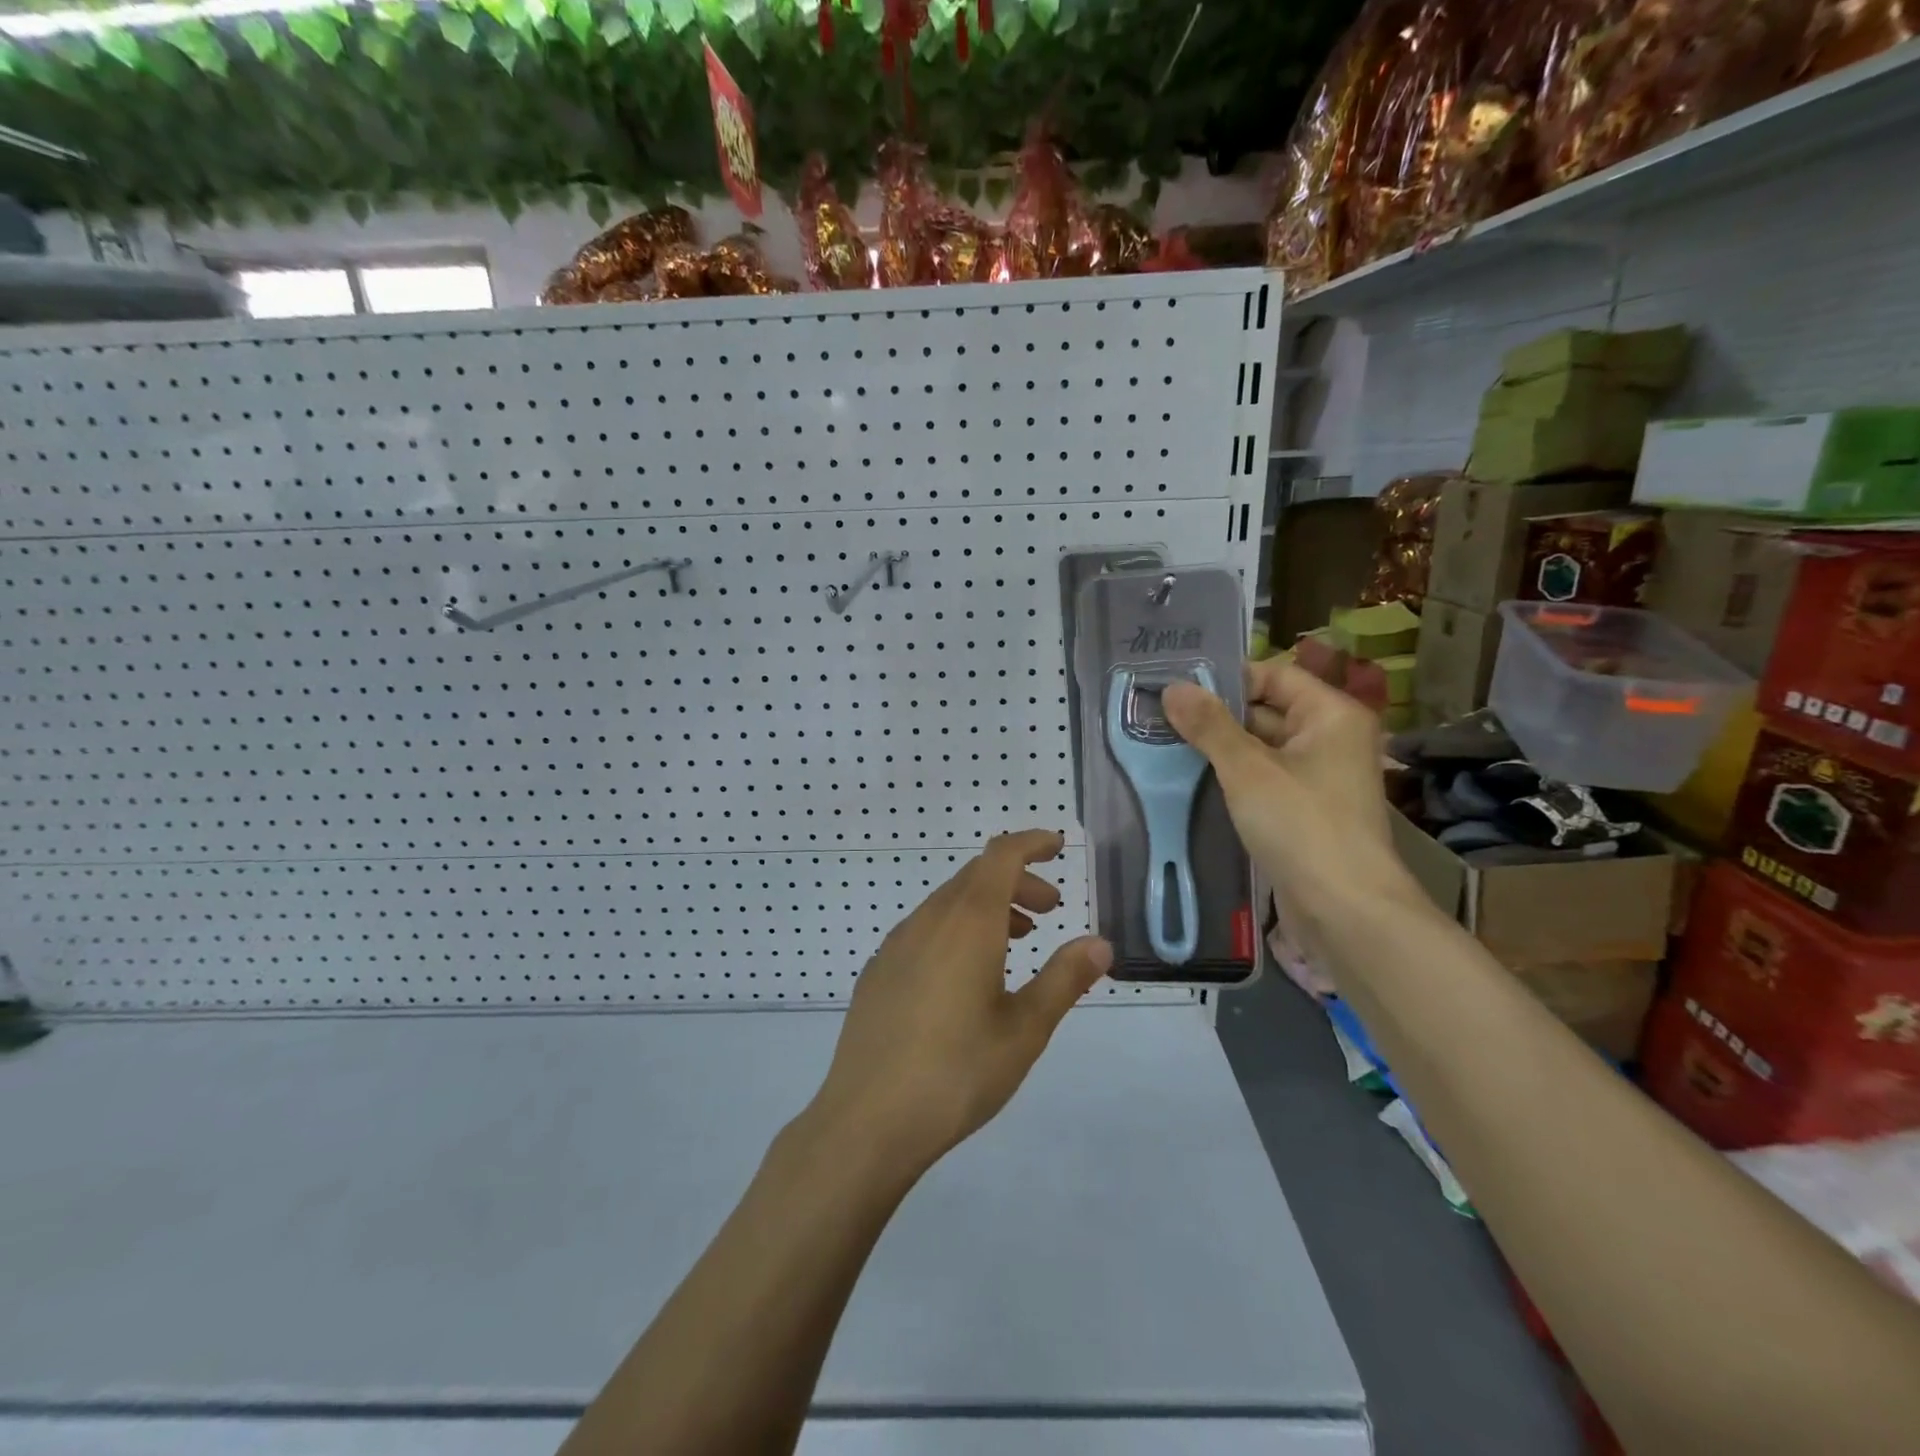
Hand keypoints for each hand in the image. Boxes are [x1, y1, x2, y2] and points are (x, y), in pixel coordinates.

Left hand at [802, 830, 1112, 1182]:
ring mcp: (896, 944)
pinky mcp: (878, 971)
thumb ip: (1064, 979)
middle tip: (1050, 909)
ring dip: (988, 906)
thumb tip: (1100, 943)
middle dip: (1017, 881)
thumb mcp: (1025, 1030)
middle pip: (976, 876)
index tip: (1058, 847)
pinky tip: (966, 974)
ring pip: (949, 902)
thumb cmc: (957, 1072)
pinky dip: (957, 928)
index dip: (1031, 843)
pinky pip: (925, 928)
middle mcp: (928, 920)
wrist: (867, 1120)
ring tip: (1017, 940)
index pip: (1000, 855)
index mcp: (967, 923)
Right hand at [1163, 659, 1423, 941]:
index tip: (1177, 687)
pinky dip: (1233, 777)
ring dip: (1221, 747)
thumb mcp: (1247, 769)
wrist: (1345, 910)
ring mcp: (1319, 777)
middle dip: (1217, 715)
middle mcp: (1331, 738)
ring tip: (1166, 742)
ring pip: (1262, 747)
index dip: (1227, 678)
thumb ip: (1209, 726)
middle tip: (1161, 715)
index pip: (1274, 675)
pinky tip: (1192, 778)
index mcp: (1331, 715)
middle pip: (1268, 710)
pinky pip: (1264, 779)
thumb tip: (1172, 688)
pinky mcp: (1305, 810)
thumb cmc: (1301, 825)